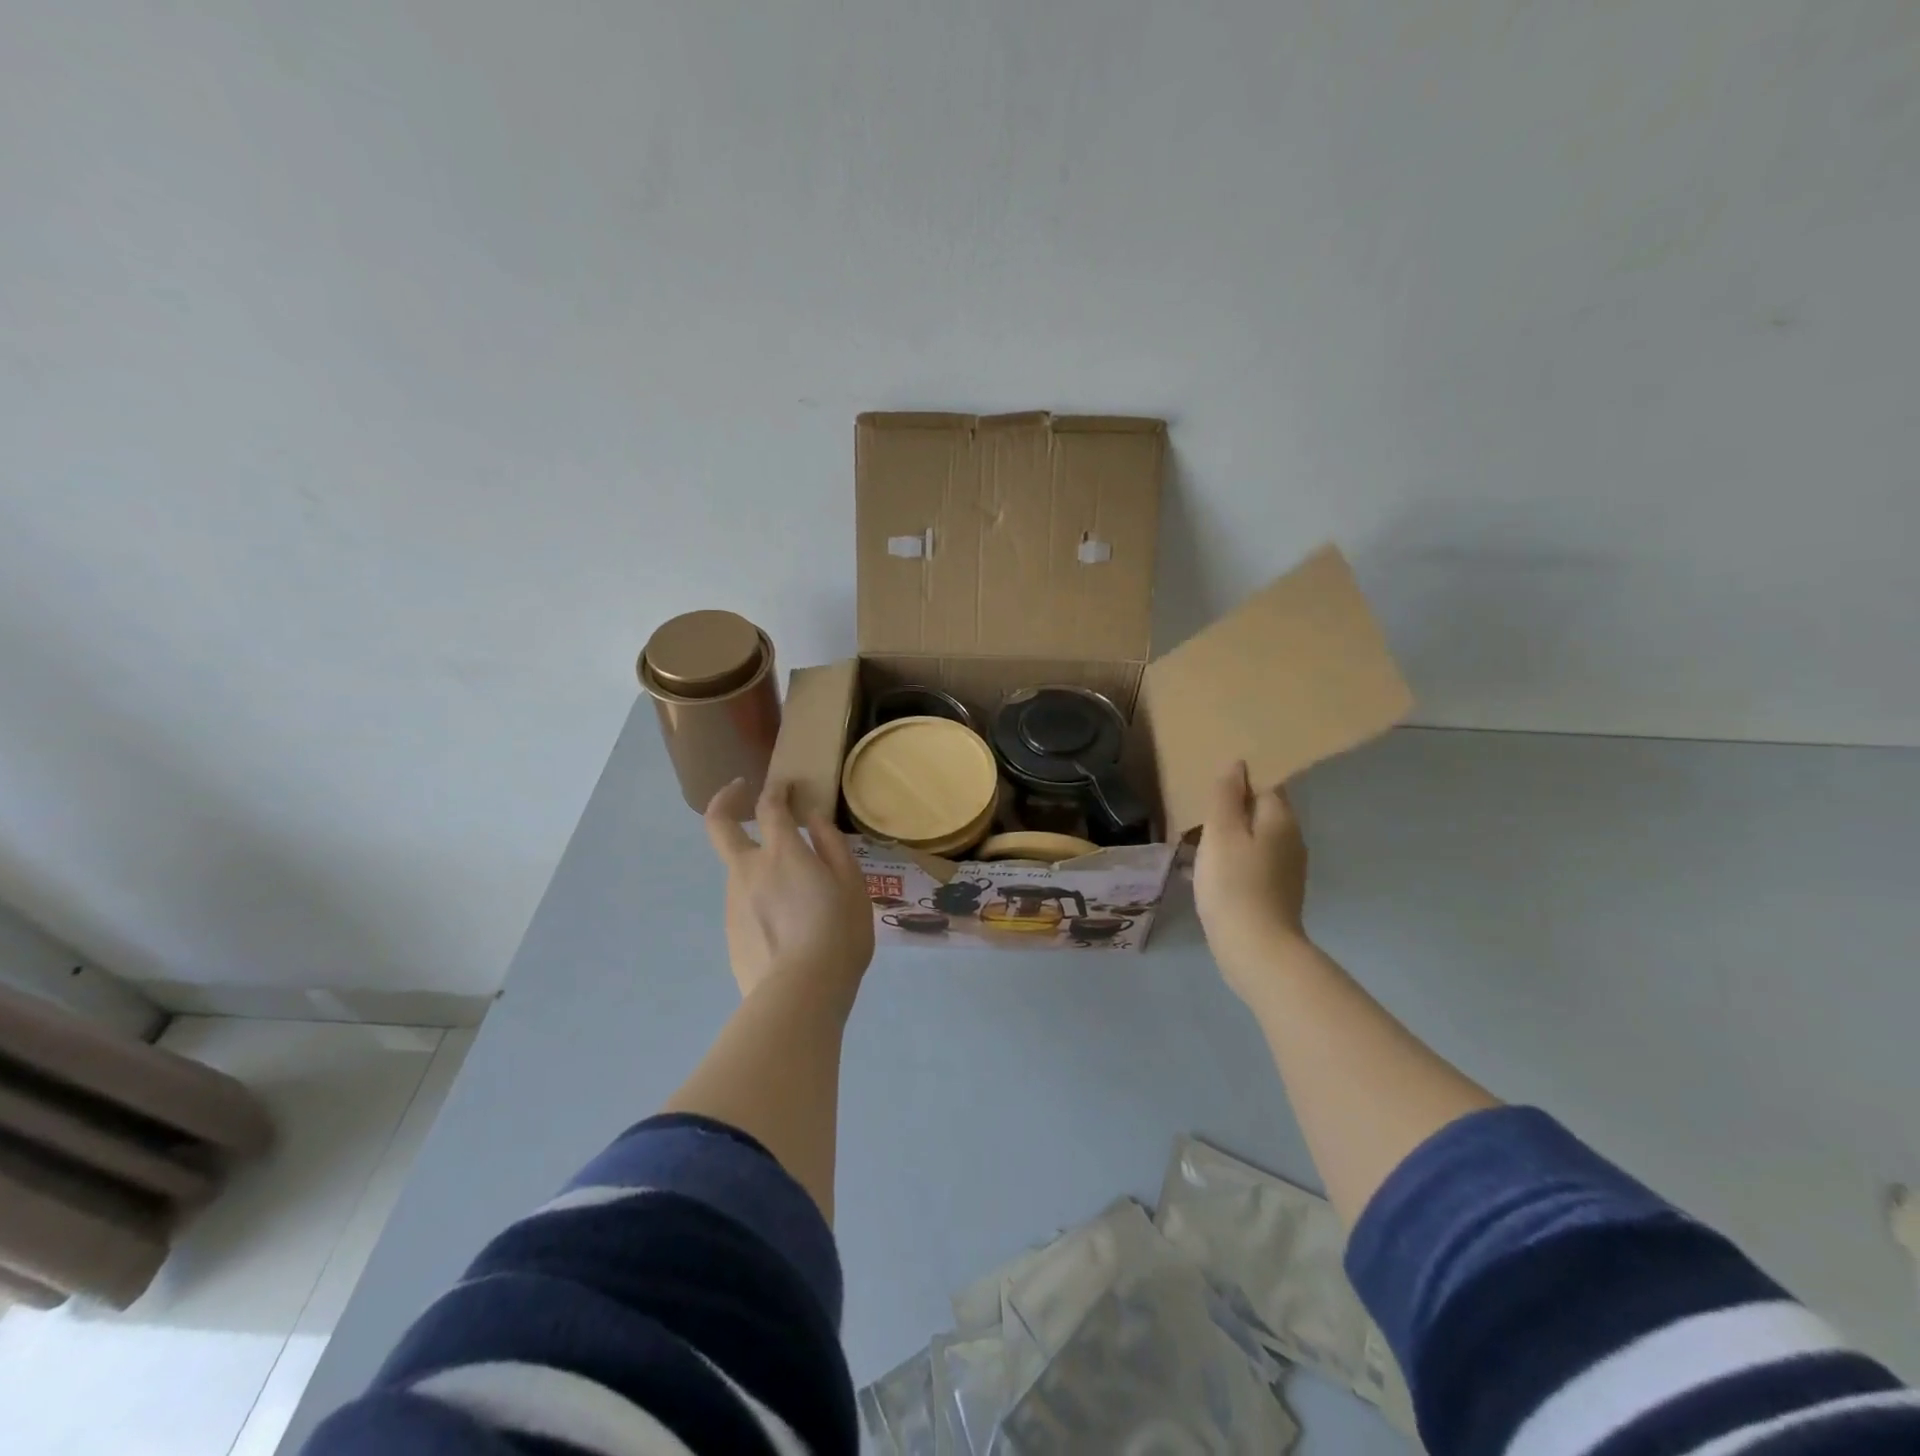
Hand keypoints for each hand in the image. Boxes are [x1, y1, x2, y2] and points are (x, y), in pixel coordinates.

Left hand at [704, 778, 875, 1000]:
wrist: (801, 993)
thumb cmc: (838, 933)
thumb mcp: (851, 884)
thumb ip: (831, 845)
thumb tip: (814, 818)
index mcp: (782, 853)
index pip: (769, 805)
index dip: (776, 789)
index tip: (785, 785)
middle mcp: (748, 870)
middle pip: (719, 825)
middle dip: (725, 800)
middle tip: (739, 791)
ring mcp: (734, 901)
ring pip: (737, 869)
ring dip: (756, 862)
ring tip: (796, 894)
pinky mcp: (730, 932)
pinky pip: (744, 904)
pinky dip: (760, 900)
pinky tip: (786, 927)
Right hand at [1193, 761, 1309, 1000]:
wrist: (1255, 949)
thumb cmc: (1234, 883)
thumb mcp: (1221, 832)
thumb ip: (1226, 796)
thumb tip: (1238, 764)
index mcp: (1280, 819)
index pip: (1266, 784)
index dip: (1240, 780)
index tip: (1211, 784)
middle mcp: (1291, 839)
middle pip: (1261, 812)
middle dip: (1232, 809)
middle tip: (1197, 812)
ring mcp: (1287, 869)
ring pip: (1255, 839)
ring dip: (1229, 837)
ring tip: (1196, 842)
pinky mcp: (1277, 893)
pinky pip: (1252, 864)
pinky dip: (1232, 861)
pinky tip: (1207, 872)